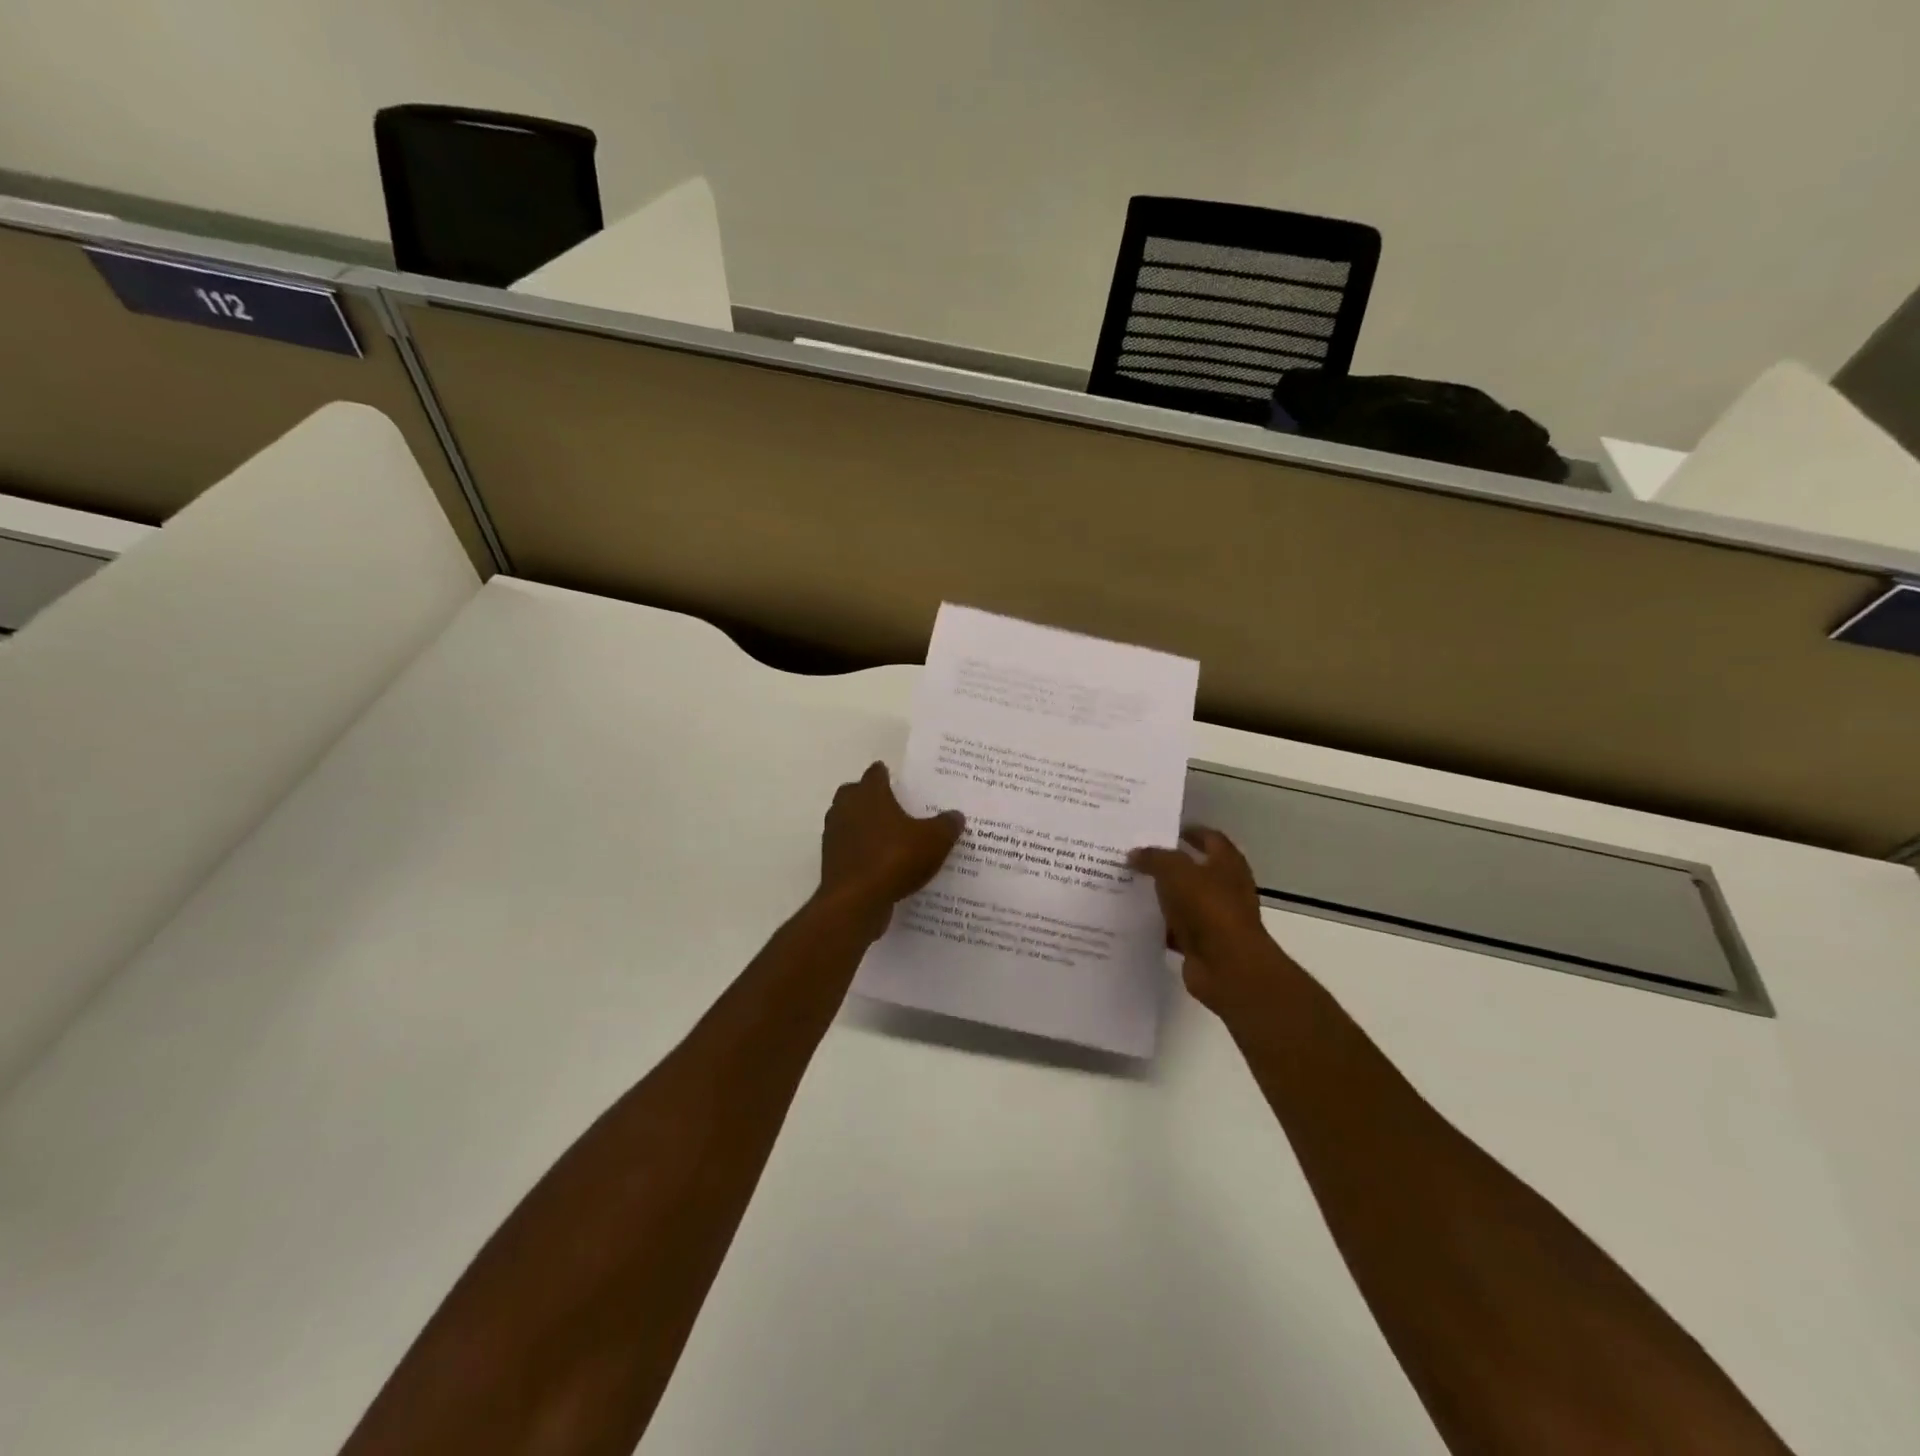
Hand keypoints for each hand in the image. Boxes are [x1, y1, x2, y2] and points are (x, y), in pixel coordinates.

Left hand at [818, 763, 964, 924]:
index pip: (875, 773)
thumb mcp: (934, 841)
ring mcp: (834, 835)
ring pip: (847, 820)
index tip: (896, 779)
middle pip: (854, 793)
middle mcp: (846, 808)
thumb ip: (946, 825)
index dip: (885, 774)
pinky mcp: (831, 861)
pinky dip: (860, 850)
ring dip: (862, 824)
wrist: (855, 901)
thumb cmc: (894, 859)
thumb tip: (956, 815)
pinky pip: (848, 848)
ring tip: (887, 836)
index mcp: (869, 794)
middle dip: (869, 797)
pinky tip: (879, 863)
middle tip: (891, 806)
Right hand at [1129, 827, 1288, 1015]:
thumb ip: (1154, 858)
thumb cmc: (1209, 908)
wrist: (1228, 966)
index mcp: (1227, 864)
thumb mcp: (1176, 872)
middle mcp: (1224, 888)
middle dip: (1167, 864)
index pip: (1210, 838)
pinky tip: (1132, 920)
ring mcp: (1214, 918)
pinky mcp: (1201, 944)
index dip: (1189, 831)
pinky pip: (1174, 929)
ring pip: (1182, 900)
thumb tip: (1134, 854)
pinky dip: (1158, 925)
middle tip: (1135, 857)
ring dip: (1160, 896)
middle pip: (1193, 870)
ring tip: (1128, 886)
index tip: (1162, 830)